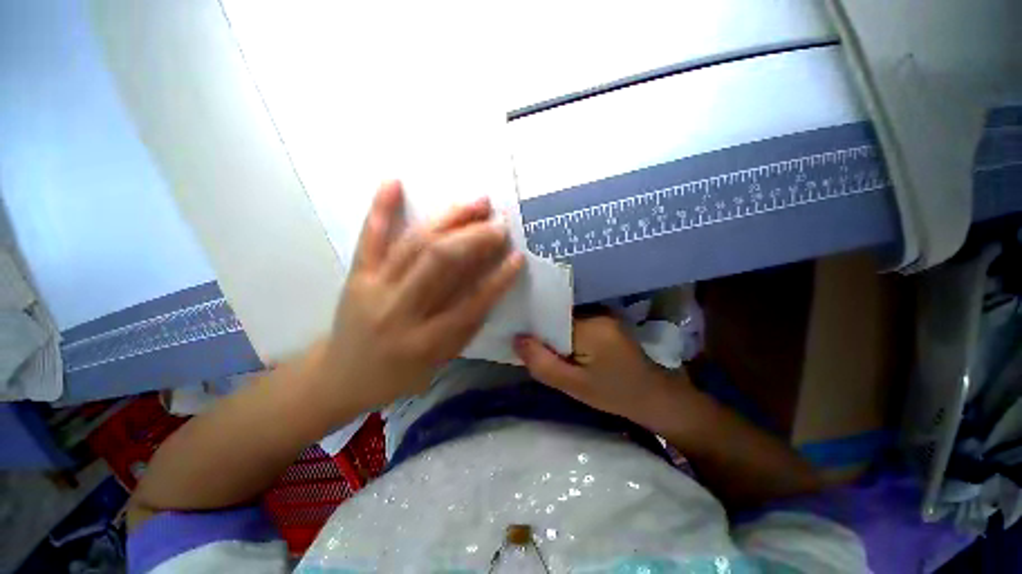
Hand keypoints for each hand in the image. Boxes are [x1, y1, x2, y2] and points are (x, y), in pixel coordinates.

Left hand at [315, 181, 523, 413]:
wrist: (341, 377)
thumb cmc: (397, 375)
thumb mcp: (438, 362)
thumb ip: (465, 327)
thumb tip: (491, 289)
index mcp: (424, 341)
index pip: (471, 303)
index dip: (498, 279)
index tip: (517, 257)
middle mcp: (399, 311)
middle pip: (440, 263)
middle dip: (475, 239)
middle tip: (499, 225)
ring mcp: (373, 288)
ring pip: (414, 244)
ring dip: (449, 219)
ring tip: (476, 202)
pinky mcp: (356, 276)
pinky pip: (369, 239)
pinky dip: (382, 209)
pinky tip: (393, 181)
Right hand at [514, 314, 694, 430]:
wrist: (653, 395)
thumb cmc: (614, 394)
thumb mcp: (574, 386)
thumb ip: (542, 364)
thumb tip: (516, 338)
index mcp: (590, 327)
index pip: (550, 317)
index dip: (533, 326)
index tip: (518, 335)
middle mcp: (597, 312)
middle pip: (557, 316)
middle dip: (543, 330)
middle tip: (530, 346)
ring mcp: (604, 314)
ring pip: (566, 318)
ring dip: (555, 332)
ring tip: (545, 346)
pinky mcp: (607, 319)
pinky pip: (577, 321)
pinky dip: (567, 332)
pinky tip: (564, 345)